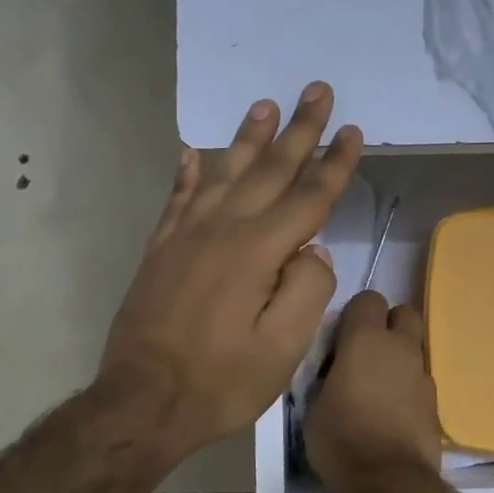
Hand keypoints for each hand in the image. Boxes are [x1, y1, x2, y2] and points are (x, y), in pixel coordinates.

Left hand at [98, 83, 363, 463]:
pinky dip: (188, 172)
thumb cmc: (220, 382)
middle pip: (268, 170)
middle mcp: (221, 230)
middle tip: (316, 90)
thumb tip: (313, 251)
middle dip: (298, 130)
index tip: (352, 131)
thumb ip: (307, 292)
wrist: (141, 402)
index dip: (334, 163)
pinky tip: (194, 152)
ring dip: (247, 138)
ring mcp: (184, 237)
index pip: (308, 197)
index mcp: (257, 252)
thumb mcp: (282, 351)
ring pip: (222, 173)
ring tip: (264, 105)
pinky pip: (177, 199)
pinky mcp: (160, 250)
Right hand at [306, 290, 441, 492]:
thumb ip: (325, 375)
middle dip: (386, 325)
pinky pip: (418, 380)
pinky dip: (406, 386)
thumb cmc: (341, 439)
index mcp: (365, 340)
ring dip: (397, 358)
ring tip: (375, 387)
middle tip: (363, 352)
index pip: (367, 299)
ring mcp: (422, 373)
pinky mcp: (435, 401)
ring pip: (413, 348)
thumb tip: (333, 368)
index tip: (339, 338)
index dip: (354, 315)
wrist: (390, 482)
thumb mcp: (313, 406)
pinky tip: (390, 412)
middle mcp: (399, 347)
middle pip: (403, 313)